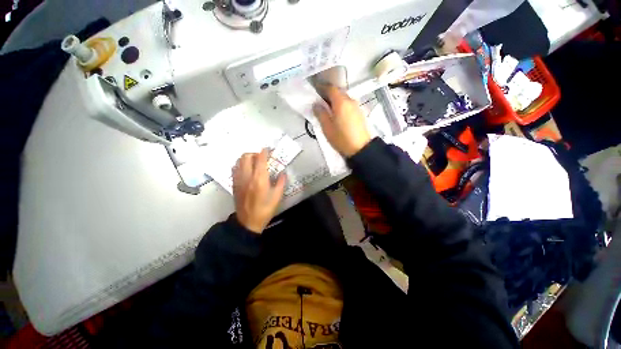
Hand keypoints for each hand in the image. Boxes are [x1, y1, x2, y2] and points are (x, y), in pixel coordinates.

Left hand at [232, 149, 285, 233]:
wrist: (248, 222)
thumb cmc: (265, 209)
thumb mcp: (277, 197)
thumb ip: (281, 182)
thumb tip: (283, 172)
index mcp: (259, 179)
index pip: (260, 159)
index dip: (264, 151)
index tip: (268, 149)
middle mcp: (247, 176)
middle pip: (246, 156)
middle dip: (254, 153)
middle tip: (262, 157)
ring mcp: (238, 179)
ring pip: (239, 161)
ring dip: (247, 158)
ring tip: (254, 162)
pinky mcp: (234, 184)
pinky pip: (235, 168)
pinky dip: (240, 164)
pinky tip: (247, 170)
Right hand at [313, 85, 371, 156]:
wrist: (361, 148)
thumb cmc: (341, 138)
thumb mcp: (327, 127)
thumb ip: (321, 114)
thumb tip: (316, 104)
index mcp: (341, 102)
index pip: (331, 89)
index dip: (322, 88)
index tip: (315, 91)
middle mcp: (350, 100)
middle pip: (338, 92)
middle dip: (328, 95)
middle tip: (320, 102)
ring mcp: (356, 106)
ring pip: (344, 99)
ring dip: (335, 101)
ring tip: (328, 109)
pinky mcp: (360, 113)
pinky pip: (348, 105)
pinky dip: (341, 106)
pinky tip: (337, 114)